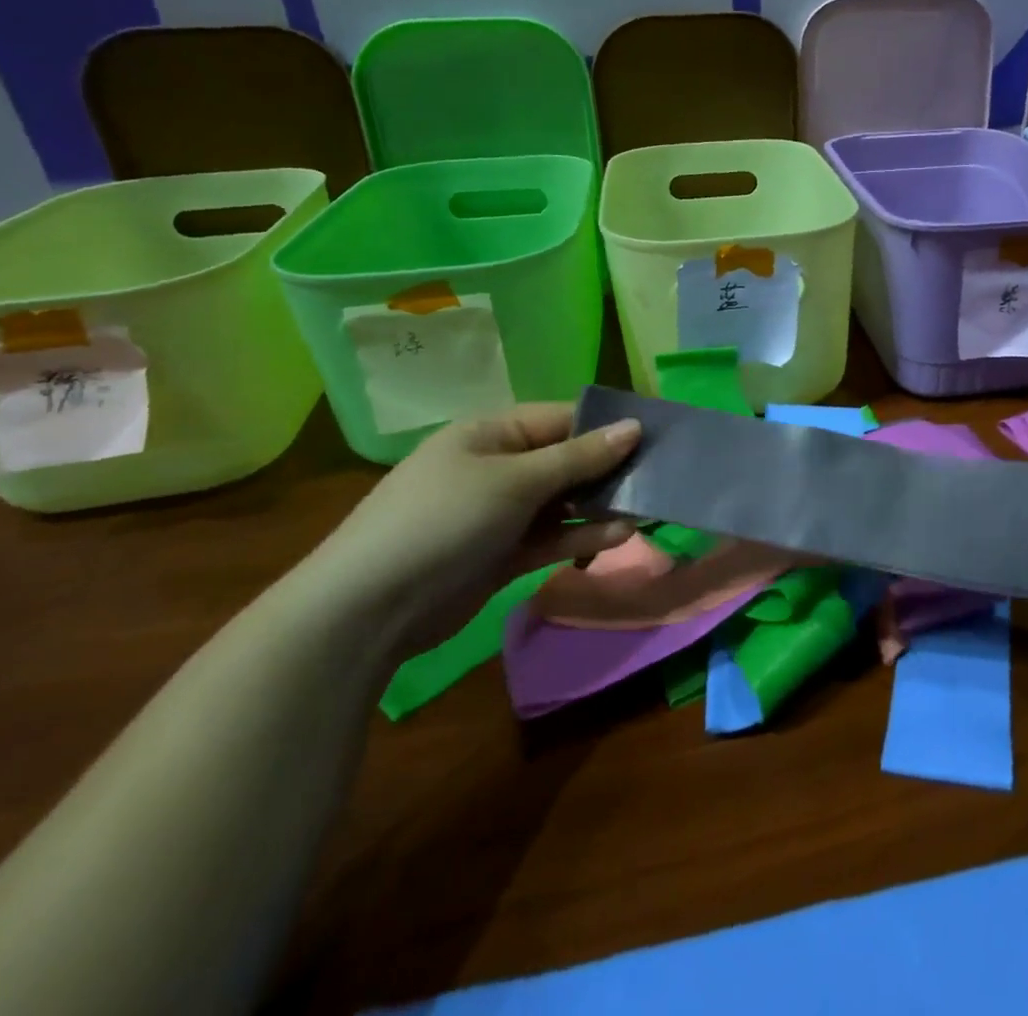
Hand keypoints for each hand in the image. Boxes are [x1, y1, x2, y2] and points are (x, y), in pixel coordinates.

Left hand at [290, 403, 640, 654]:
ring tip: (645, 509)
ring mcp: (498, 513)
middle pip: (565, 460)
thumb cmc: (444, 519)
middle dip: (608, 469)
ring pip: (562, 502)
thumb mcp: (516, 480)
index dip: (606, 425)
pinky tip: (617, 536)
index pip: (561, 418)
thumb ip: (579, 456)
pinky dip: (581, 536)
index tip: (653, 435)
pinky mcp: (501, 554)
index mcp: (491, 433)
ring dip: (599, 506)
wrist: (368, 609)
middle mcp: (497, 467)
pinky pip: (551, 536)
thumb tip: (634, 427)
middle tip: (659, 475)